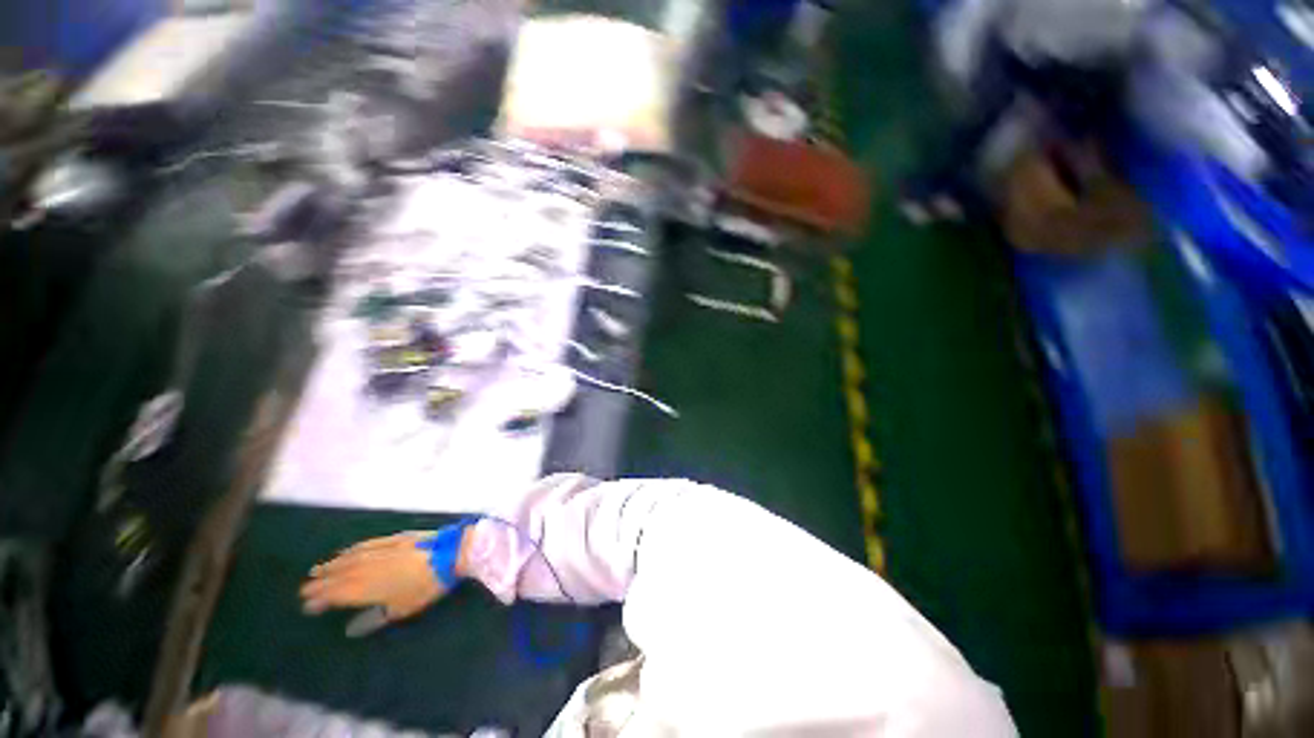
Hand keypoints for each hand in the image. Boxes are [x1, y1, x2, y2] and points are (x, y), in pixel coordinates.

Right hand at [300, 531, 454, 622]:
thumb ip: (375, 619)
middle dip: (321, 582)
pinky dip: (352, 550)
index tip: (307, 604)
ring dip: (332, 565)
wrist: (450, 553)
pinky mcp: (395, 538)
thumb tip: (352, 629)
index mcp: (365, 587)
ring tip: (319, 569)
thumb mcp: (402, 609)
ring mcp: (381, 549)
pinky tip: (347, 551)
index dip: (321, 598)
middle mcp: (367, 566)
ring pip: (349, 558)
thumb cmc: (426, 585)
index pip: (336, 594)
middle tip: (305, 588)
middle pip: (339, 574)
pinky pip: (366, 544)